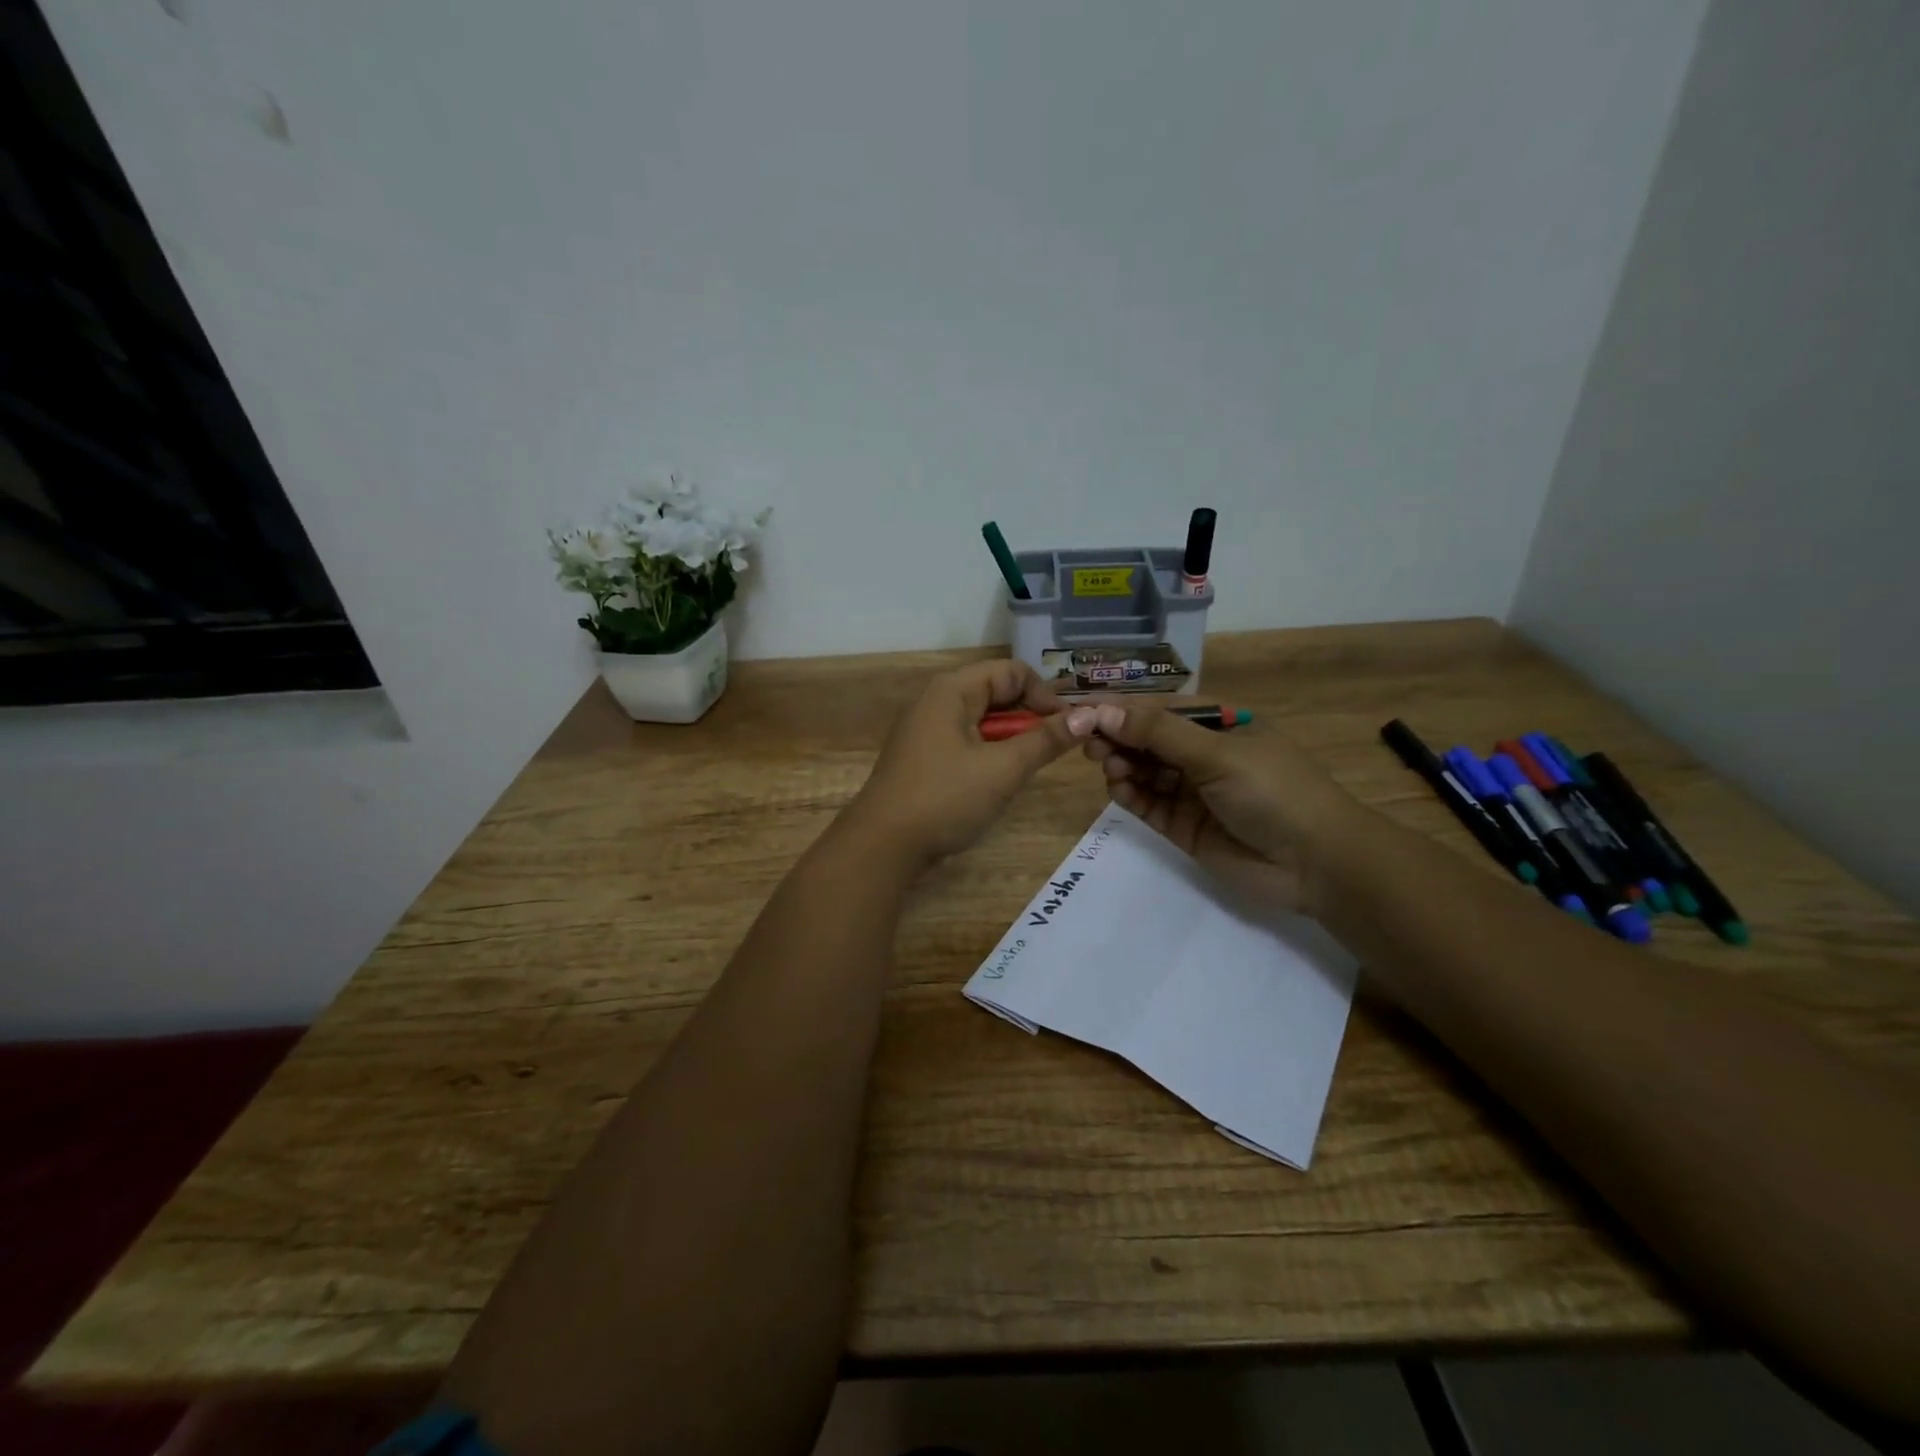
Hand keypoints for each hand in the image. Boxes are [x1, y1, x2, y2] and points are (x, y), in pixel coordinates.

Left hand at [844, 660, 1096, 866]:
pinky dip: (989, 753)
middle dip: (1029, 718)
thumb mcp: (1003, 769)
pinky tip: (999, 781)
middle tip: (1053, 750)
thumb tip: (1087, 715)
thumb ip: (1046, 740)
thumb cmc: (945, 798)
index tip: (1067, 729)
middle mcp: (936, 701)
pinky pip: (966, 742)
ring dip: (1011, 739)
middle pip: (996, 693)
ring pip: (982, 721)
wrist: (883, 845)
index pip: (1012, 671)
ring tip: (1029, 767)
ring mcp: (926, 730)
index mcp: (952, 690)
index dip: (1045, 695)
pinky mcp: (923, 757)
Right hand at [1081, 702, 1363, 913]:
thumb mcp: (1217, 753)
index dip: (1122, 708)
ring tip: (1108, 766)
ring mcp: (1190, 790)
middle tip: (1089, 742)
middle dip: (1117, 737)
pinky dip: (1129, 794)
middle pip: (1146, 739)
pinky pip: (1146, 803)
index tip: (1083, 710)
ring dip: (1121, 764)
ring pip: (1142, 770)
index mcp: (1217, 724)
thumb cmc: (1274, 790)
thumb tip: (1102, 711)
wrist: (1315, 862)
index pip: (1160, 708)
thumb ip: (1158, 733)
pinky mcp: (1181, 825)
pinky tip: (1119, 789)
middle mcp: (1201, 753)